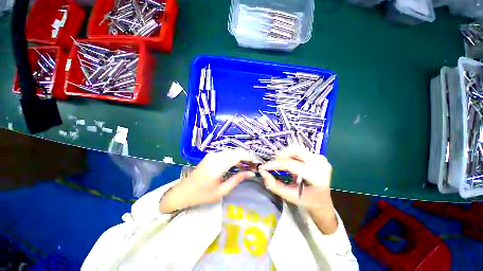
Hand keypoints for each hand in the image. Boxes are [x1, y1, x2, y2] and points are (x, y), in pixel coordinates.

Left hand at [159, 149, 259, 212]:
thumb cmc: (201, 195)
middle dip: (247, 156)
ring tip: (249, 166)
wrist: (183, 191)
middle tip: (254, 165)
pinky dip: (235, 157)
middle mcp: (215, 157)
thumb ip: (237, 179)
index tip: (257, 162)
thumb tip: (251, 173)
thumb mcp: (221, 191)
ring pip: (232, 151)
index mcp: (217, 166)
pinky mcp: (212, 155)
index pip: (237, 155)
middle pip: (236, 151)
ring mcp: (212, 154)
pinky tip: (238, 165)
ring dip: (242, 157)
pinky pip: (227, 153)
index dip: (249, 157)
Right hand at [258, 146, 336, 233]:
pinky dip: (291, 155)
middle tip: (273, 163)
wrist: (322, 201)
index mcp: (315, 177)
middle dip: (281, 154)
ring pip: (297, 148)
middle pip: (296, 149)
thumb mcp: (289, 196)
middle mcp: (320, 164)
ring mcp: (321, 159)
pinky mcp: (319, 157)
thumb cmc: (306, 201)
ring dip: (286, 154)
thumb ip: (274, 185)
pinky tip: (290, 164)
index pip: (290, 164)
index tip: (264, 167)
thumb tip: (262, 172)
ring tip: (281, 165)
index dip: (275, 164)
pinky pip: (301, 151)